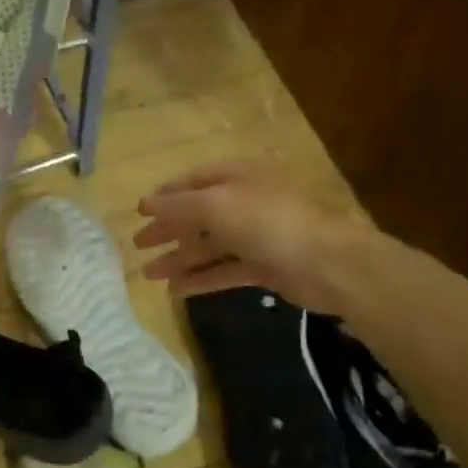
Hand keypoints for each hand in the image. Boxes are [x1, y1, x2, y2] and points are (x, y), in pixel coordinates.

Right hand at [133, 161, 371, 313]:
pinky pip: (226, 270)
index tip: (140, 212)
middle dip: (168, 229)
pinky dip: (201, 279)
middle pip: (199, 214)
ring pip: (210, 245)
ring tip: (149, 275)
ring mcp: (258, 235)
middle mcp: (247, 202)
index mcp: (238, 177)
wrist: (328, 263)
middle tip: (138, 245)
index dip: (166, 195)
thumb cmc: (267, 222)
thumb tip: (146, 203)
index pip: (195, 181)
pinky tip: (177, 290)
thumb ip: (177, 205)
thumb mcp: (215, 205)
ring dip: (180, 258)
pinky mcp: (265, 266)